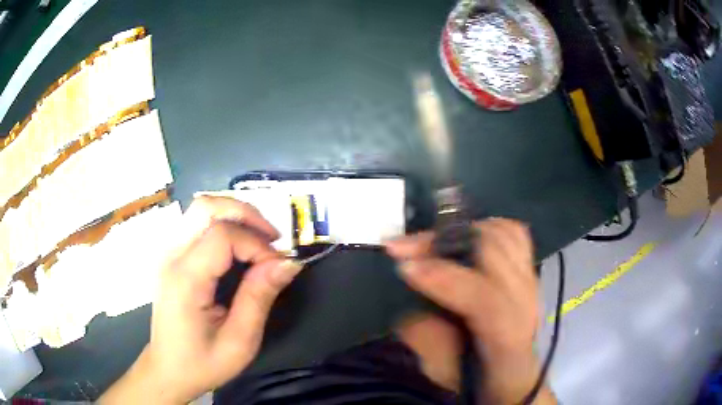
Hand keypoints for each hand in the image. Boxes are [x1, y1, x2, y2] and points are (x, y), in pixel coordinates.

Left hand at [100, 196, 303, 403]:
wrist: (168, 369)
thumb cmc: (202, 362)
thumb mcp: (239, 341)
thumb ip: (259, 297)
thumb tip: (288, 263)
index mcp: (185, 279)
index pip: (223, 235)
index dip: (256, 244)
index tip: (278, 267)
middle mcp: (171, 256)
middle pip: (207, 206)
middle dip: (246, 214)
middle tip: (271, 239)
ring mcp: (167, 252)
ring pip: (201, 209)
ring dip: (235, 215)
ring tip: (258, 240)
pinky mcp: (170, 255)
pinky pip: (197, 223)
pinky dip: (223, 223)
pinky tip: (238, 246)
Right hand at [386, 218, 554, 403]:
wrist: (516, 376)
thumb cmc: (478, 379)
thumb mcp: (445, 373)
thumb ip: (427, 341)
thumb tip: (412, 306)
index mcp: (507, 337)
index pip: (485, 299)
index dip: (444, 279)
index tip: (404, 267)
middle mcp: (526, 302)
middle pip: (494, 253)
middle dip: (443, 243)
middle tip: (403, 247)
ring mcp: (532, 281)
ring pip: (503, 235)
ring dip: (459, 231)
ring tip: (426, 242)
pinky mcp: (530, 270)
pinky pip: (514, 233)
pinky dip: (485, 226)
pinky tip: (462, 236)